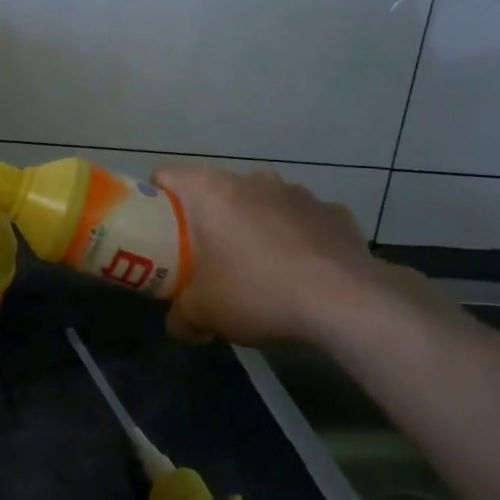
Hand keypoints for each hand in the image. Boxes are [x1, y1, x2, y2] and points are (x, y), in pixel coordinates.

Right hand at [152, 166, 422, 346]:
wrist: (345, 302)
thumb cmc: (257, 292)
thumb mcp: (202, 313)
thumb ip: (180, 316)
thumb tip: (178, 324)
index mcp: (209, 190)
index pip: (165, 176)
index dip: (155, 202)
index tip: (158, 233)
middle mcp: (250, 178)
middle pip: (213, 191)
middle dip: (207, 220)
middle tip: (205, 258)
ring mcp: (296, 191)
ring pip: (259, 202)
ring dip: (253, 225)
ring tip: (259, 268)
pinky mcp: (332, 210)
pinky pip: (300, 220)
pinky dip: (294, 237)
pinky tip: (301, 272)